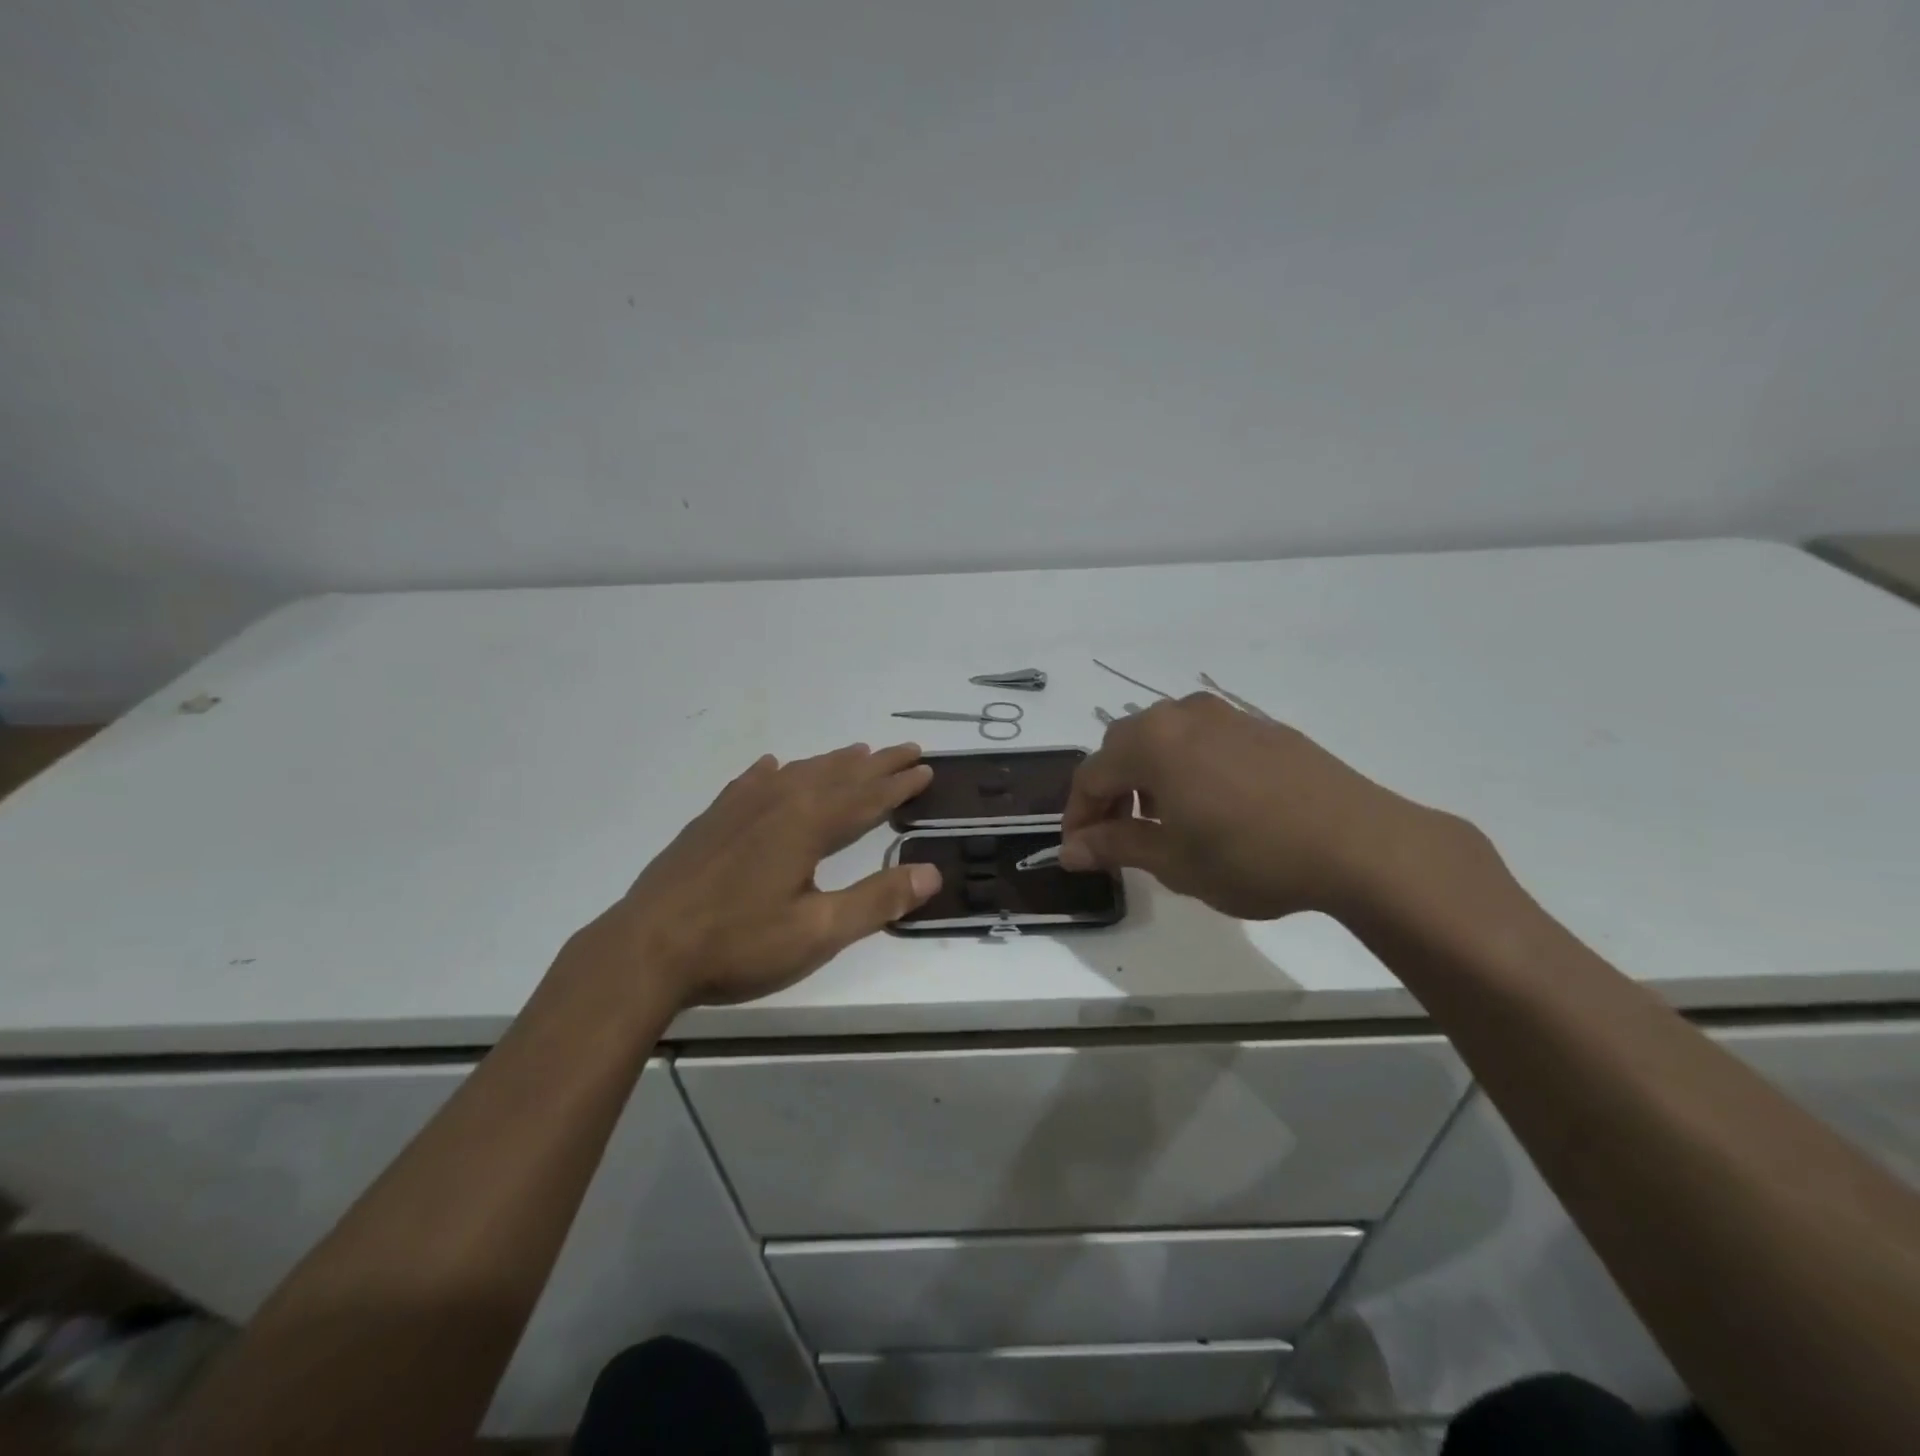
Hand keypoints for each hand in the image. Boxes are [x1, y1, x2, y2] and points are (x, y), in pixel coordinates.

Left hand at [567, 743, 939, 1008]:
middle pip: (838, 776)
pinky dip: (772, 771)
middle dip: (877, 764)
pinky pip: (751, 782)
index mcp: (807, 825)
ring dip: (832, 763)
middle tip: (907, 750)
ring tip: (856, 752)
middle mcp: (778, 802)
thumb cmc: (738, 943)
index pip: (867, 797)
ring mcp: (739, 808)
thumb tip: (933, 872)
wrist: (645, 948)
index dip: (899, 785)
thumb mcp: (818, 932)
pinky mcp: (711, 820)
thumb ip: (877, 901)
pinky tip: (772, 766)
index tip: (926, 768)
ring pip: (798, 773)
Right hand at [1059, 693, 1462, 920]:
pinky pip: (1202, 739)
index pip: (1091, 775)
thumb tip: (1069, 850)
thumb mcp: (1173, 860)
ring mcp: (1225, 715)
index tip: (1079, 852)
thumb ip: (1114, 847)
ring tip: (1163, 821)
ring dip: (1147, 776)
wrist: (1359, 843)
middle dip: (1110, 792)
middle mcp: (1181, 715)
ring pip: (1163, 739)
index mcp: (1151, 742)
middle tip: (1117, 836)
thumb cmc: (1251, 856)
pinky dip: (1185, 767)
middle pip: (1122, 748)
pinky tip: (1209, 805)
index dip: (1078, 815)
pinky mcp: (1260, 726)